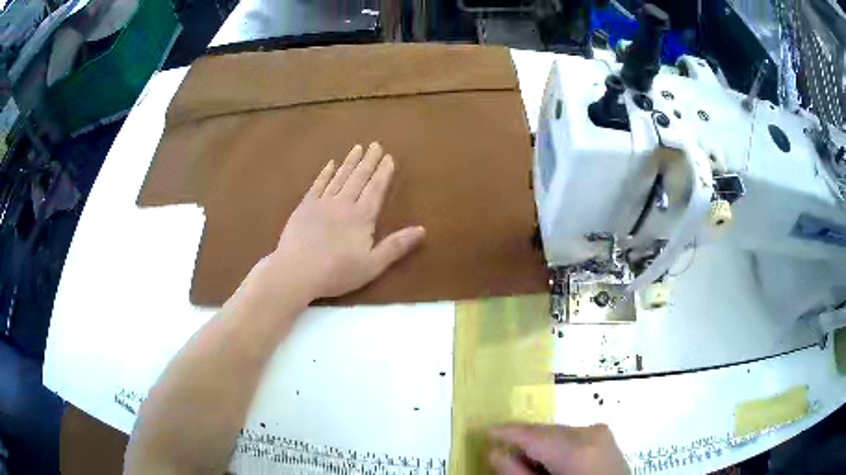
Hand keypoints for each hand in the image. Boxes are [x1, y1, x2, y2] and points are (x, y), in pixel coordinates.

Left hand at [254, 142, 424, 302]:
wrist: (296, 272)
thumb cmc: (336, 272)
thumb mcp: (372, 265)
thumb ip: (396, 246)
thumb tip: (422, 229)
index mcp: (362, 217)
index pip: (376, 189)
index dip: (383, 173)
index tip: (389, 157)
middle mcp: (343, 203)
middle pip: (359, 178)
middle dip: (369, 161)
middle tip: (375, 144)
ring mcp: (322, 203)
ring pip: (339, 177)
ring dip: (349, 162)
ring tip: (357, 148)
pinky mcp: (304, 207)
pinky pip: (317, 184)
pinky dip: (325, 173)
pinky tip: (330, 164)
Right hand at [488, 424, 629, 474]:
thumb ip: (518, 473)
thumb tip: (495, 453)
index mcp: (575, 448)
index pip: (532, 434)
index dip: (506, 432)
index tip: (485, 432)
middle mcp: (589, 432)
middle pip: (546, 431)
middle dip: (523, 440)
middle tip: (503, 452)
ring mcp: (600, 432)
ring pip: (558, 432)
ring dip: (539, 443)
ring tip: (526, 460)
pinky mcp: (605, 436)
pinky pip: (572, 435)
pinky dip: (556, 445)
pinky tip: (549, 460)